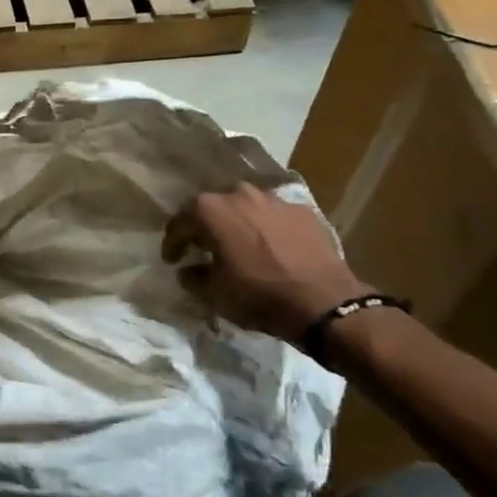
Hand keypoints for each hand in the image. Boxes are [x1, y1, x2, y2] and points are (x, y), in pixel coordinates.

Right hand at [163, 184, 366, 343]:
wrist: (324, 302)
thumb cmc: (259, 296)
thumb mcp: (214, 294)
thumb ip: (192, 277)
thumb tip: (188, 269)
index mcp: (210, 210)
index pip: (179, 223)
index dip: (172, 243)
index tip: (172, 260)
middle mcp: (238, 194)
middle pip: (211, 208)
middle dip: (204, 227)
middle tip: (203, 248)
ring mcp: (273, 199)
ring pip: (243, 206)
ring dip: (236, 223)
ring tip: (238, 245)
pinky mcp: (301, 210)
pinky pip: (272, 215)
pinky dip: (265, 227)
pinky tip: (269, 246)